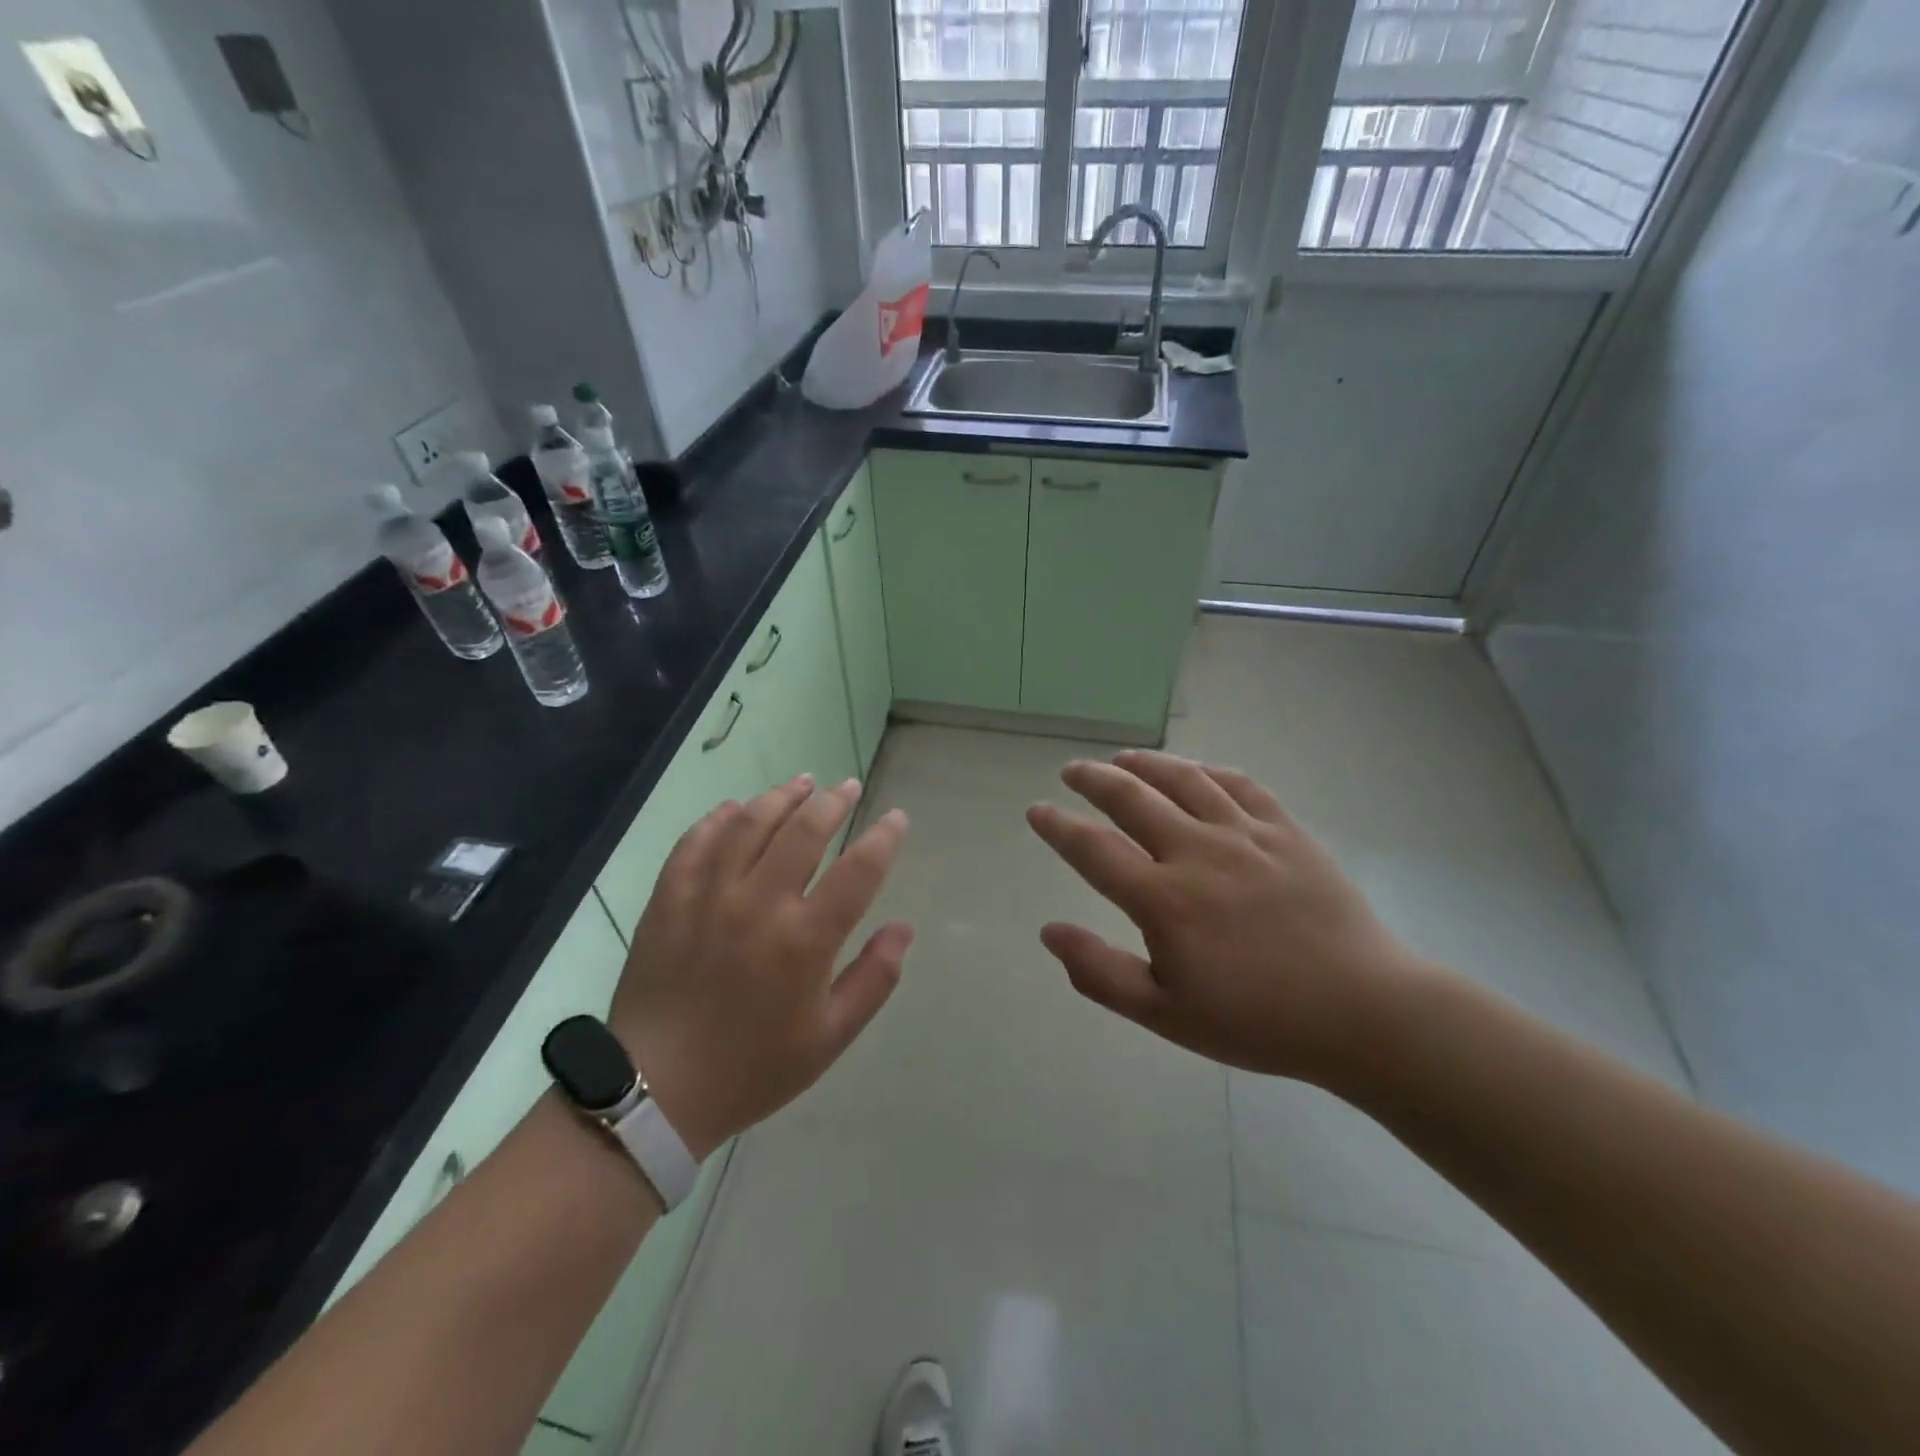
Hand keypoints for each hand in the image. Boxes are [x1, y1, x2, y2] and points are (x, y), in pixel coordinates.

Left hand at [610, 776, 912, 1159]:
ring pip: (750, 824)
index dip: (883, 838)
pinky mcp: (669, 899)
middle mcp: (758, 905)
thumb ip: (873, 979)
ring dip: (780, 797)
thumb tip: (903, 928)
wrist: (656, 1091)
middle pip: (804, 831)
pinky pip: (696, 842)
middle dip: (833, 802)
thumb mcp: (829, 1038)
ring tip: (801, 783)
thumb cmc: (753, 1068)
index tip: (896, 818)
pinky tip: (735, 809)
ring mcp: (708, 897)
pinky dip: (719, 819)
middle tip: (847, 788)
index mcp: (804, 941)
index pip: (858, 870)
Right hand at [1026, 751, 1426, 1085]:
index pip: (1093, 849)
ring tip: (1121, 759)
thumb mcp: (1165, 1014)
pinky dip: (1207, 770)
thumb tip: (1049, 931)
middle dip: (1092, 780)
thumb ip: (1099, 972)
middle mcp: (1198, 852)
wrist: (1362, 1011)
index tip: (1037, 811)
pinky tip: (1194, 771)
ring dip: (1144, 764)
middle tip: (1071, 771)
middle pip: (1131, 798)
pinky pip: (1240, 785)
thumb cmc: (1257, 1020)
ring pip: (1183, 780)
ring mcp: (1246, 835)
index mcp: (1164, 900)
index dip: (1058, 827)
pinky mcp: (1286, 831)